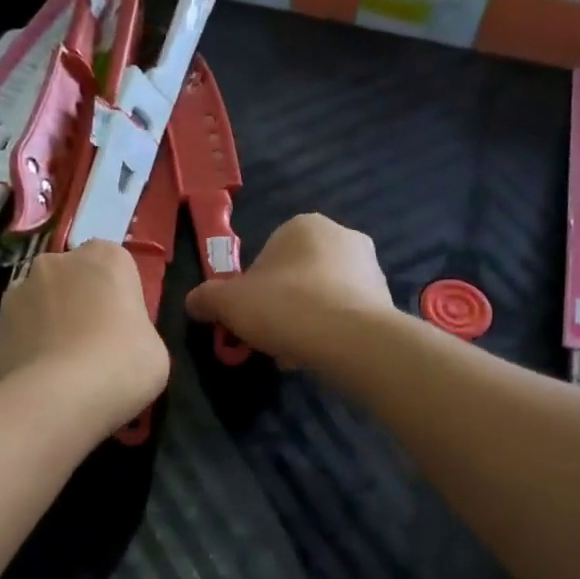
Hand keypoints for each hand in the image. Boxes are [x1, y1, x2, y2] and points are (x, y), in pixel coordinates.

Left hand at [0, 241, 169, 433]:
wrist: (59, 398)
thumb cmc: (122, 365)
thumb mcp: (154, 349)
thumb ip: (134, 330)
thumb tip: (116, 338)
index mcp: (106, 258)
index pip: (115, 265)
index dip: (119, 297)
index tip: (124, 327)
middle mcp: (58, 261)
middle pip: (73, 278)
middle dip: (79, 301)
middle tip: (93, 344)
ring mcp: (20, 290)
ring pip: (41, 301)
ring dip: (50, 321)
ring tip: (62, 365)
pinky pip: (21, 330)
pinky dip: (29, 345)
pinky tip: (40, 377)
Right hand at [185, 214, 392, 367]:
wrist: (350, 339)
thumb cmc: (285, 307)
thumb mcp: (228, 303)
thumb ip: (206, 299)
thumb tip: (193, 302)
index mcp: (303, 225)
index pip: (267, 256)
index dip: (251, 289)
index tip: (247, 317)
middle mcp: (342, 235)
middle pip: (296, 276)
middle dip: (282, 305)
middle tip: (269, 335)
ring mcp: (370, 267)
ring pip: (322, 296)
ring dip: (306, 320)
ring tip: (294, 351)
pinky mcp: (385, 299)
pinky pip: (346, 314)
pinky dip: (331, 331)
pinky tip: (319, 353)